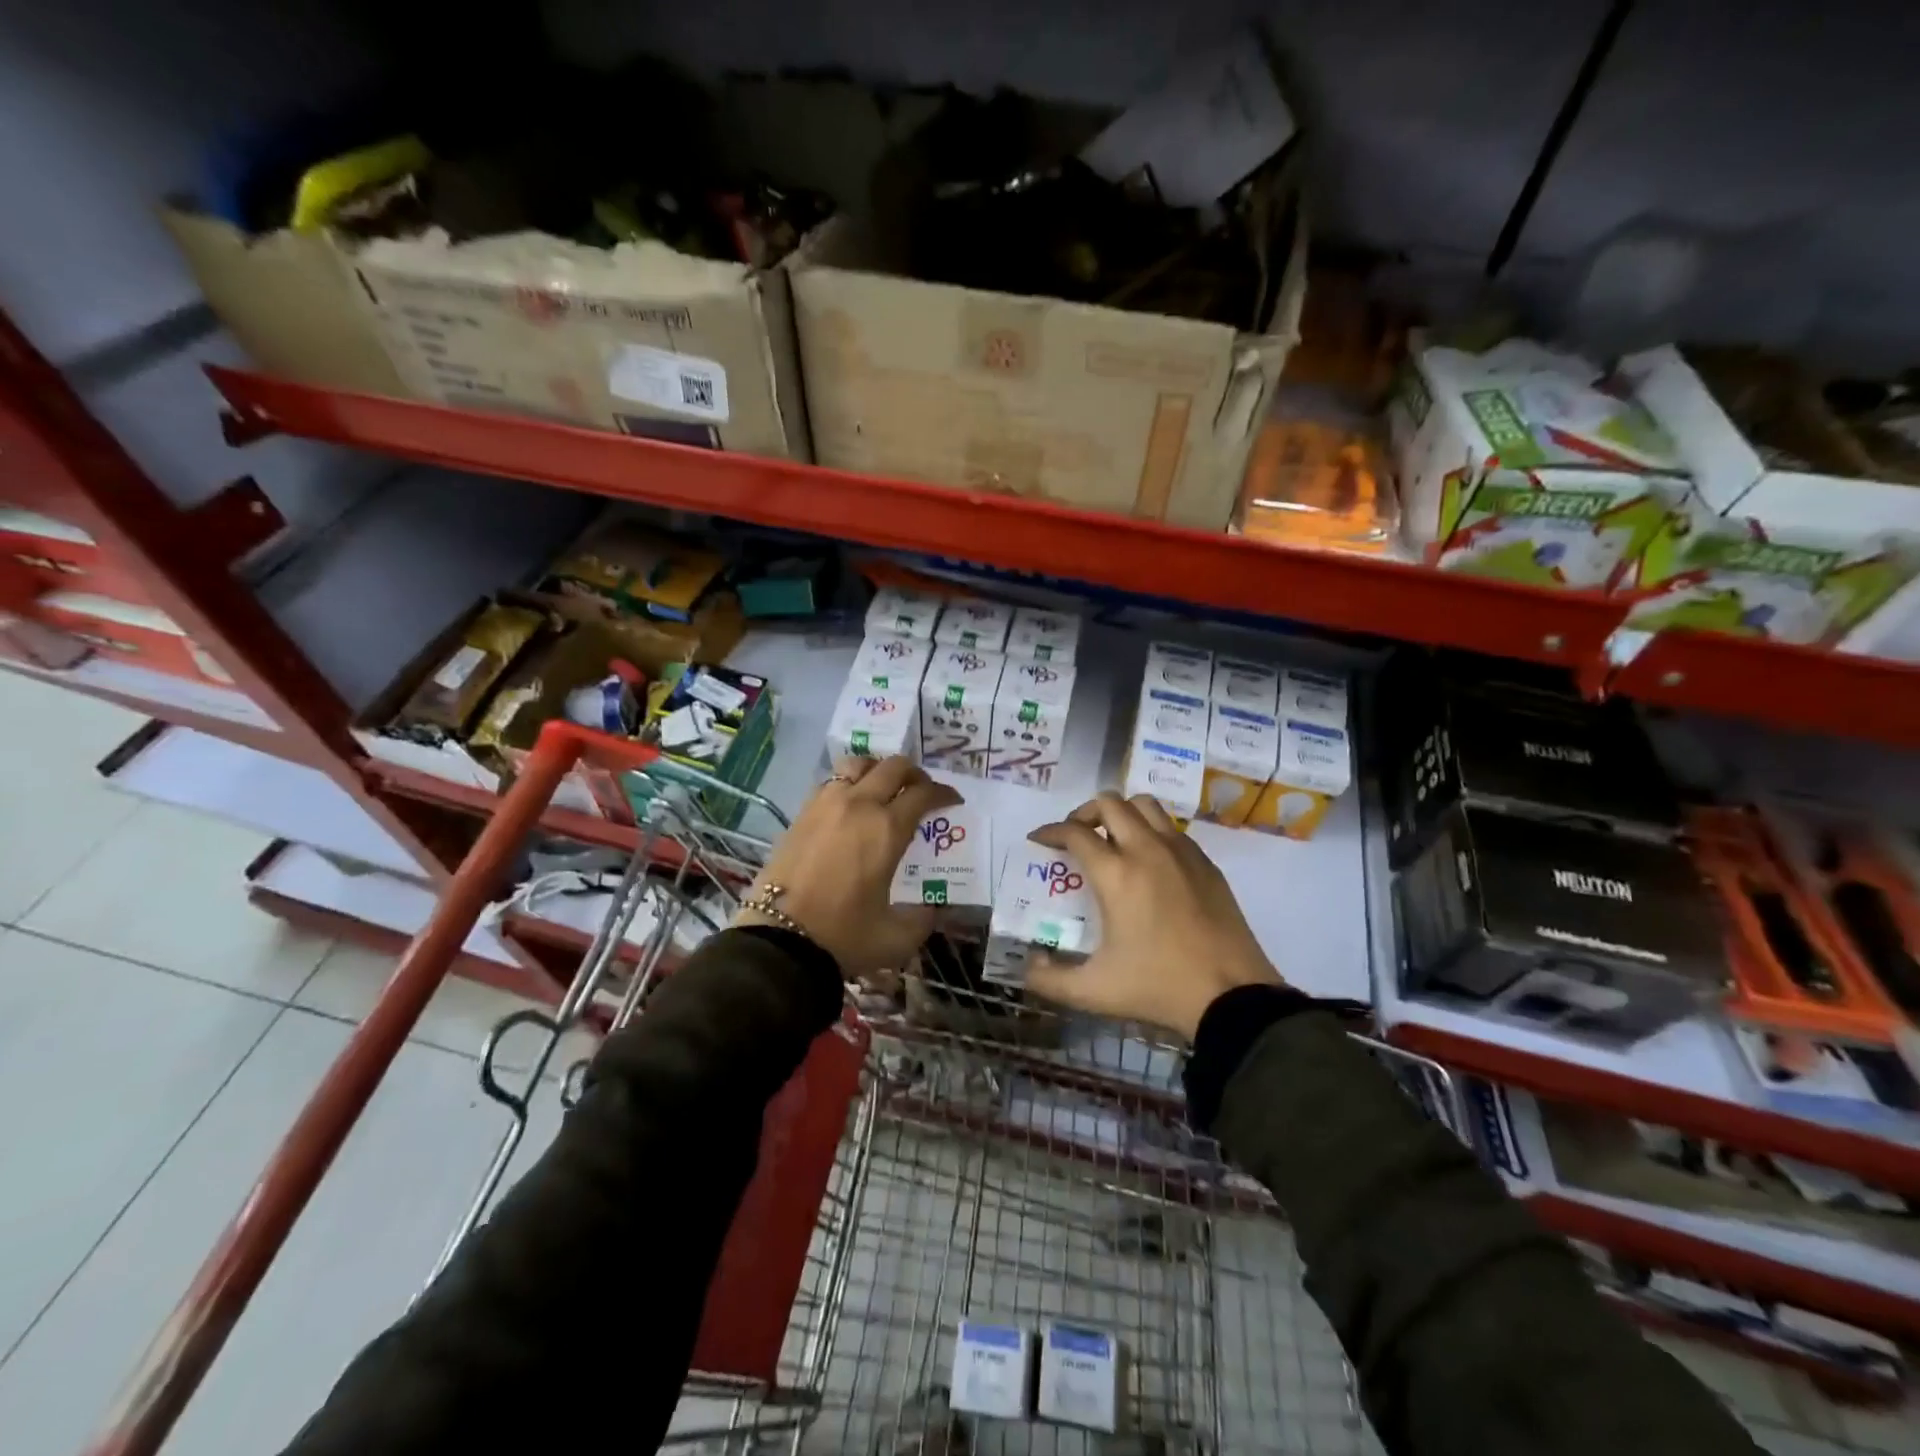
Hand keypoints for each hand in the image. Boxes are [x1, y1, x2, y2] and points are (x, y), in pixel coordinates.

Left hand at [737, 756, 961, 976]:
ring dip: (878, 770)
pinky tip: (850, 805)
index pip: (923, 793)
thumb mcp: (897, 938)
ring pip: (858, 764)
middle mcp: (859, 805)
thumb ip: (924, 918)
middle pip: (893, 766)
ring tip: (883, 789)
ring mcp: (826, 804)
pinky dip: (849, 783)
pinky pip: (832, 781)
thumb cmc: (843, 936)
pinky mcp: (801, 812)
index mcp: (887, 828)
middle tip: (922, 792)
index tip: (952, 801)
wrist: (779, 940)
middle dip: (915, 774)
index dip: (943, 793)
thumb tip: (932, 907)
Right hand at [1027, 793, 1284, 1039]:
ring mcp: (1181, 851)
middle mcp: (1147, 850)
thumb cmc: (1158, 987)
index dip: (1049, 831)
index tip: (1038, 840)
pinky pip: (1171, 828)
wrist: (1232, 996)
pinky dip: (1151, 830)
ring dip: (1121, 813)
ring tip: (1111, 839)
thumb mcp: (1094, 992)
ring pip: (1144, 805)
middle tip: (1075, 837)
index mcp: (1116, 874)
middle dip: (1084, 814)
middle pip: (1109, 804)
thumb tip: (1030, 964)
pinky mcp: (1206, 862)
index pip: (1074, 832)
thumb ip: (1049, 981)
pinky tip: (1149, 861)